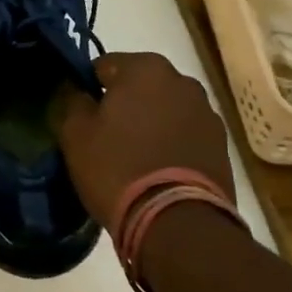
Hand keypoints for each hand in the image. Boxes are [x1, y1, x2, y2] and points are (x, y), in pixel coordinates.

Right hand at [57, 52, 233, 236]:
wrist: (179, 224)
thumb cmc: (118, 167)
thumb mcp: (75, 133)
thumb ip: (69, 99)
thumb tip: (73, 88)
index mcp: (145, 67)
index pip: (102, 66)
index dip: (87, 90)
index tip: (81, 118)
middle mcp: (181, 80)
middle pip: (137, 86)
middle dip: (122, 105)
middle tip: (105, 138)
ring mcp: (206, 113)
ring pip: (163, 110)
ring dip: (149, 124)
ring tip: (134, 159)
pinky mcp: (221, 146)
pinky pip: (184, 134)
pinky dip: (170, 144)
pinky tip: (158, 171)